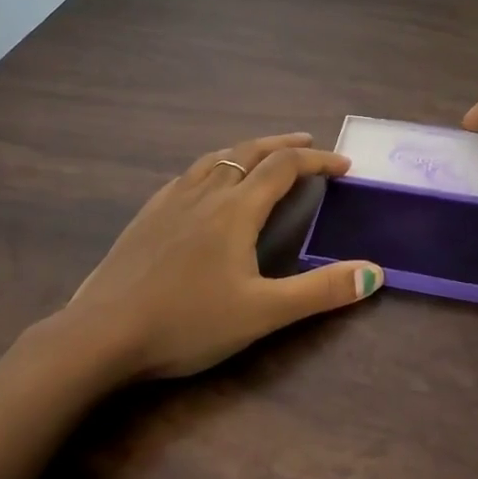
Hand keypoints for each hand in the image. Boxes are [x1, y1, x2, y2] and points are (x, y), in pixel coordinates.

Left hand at [66, 133, 383, 378]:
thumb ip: (320, 291)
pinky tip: (206, 185)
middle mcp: (205, 193)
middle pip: (250, 152)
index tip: (344, 165)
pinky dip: (214, 167)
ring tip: (262, 155)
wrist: (102, 333)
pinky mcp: (147, 215)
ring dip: (247, 150)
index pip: (285, 167)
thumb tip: (375, 273)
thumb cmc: (187, 322)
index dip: (318, 161)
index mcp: (236, 209)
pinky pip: (189, 175)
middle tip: (309, 144)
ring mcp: (171, 200)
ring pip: (216, 158)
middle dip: (284, 145)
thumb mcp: (263, 312)